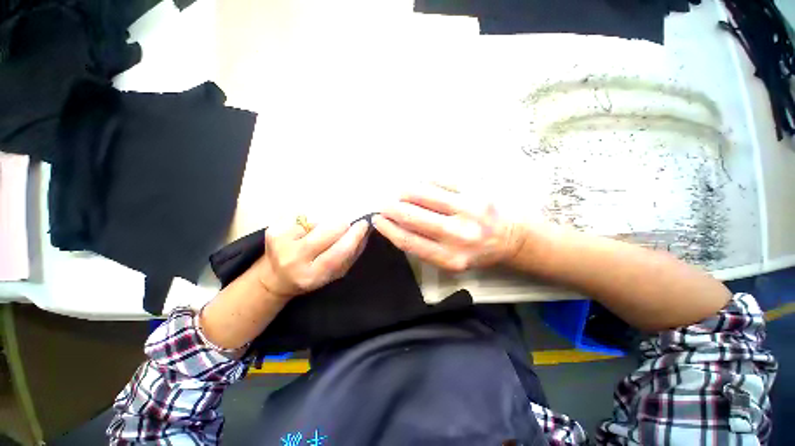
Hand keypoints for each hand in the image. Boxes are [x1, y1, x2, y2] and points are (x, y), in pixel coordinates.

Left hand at [256, 220, 369, 298]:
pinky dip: (311, 218)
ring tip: (321, 230)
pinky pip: (302, 214)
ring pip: (316, 220)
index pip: (338, 251)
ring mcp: (280, 242)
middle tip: (345, 225)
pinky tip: (306, 228)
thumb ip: (353, 254)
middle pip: (327, 231)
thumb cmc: (312, 275)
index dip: (354, 236)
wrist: (275, 277)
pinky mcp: (272, 229)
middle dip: (341, 225)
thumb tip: (365, 231)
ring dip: (325, 222)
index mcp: (312, 275)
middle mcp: (293, 259)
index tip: (363, 224)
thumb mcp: (336, 273)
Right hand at [373, 183, 523, 271]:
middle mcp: (458, 235)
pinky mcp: (476, 190)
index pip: (408, 240)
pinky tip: (421, 184)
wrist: (514, 238)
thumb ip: (424, 248)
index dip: (388, 229)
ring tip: (400, 193)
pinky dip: (425, 180)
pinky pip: (440, 179)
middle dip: (391, 208)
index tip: (378, 220)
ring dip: (404, 192)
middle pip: (411, 215)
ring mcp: (468, 209)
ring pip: (422, 193)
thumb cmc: (479, 252)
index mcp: (450, 258)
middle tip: (384, 204)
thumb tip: (398, 226)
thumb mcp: (451, 261)